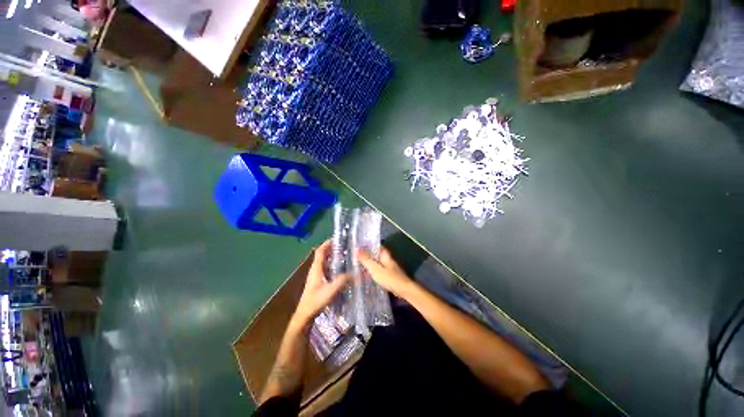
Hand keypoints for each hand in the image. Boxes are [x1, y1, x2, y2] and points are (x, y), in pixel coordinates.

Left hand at [292, 240, 349, 327]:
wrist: (305, 315)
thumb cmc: (315, 301)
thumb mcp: (331, 290)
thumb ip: (342, 280)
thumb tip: (355, 273)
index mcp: (316, 268)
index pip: (320, 251)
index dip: (327, 243)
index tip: (337, 239)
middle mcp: (315, 269)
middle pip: (323, 255)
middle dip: (332, 249)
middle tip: (344, 247)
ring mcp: (316, 275)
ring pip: (324, 262)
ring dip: (332, 257)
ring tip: (344, 255)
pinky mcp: (318, 281)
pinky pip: (326, 268)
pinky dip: (333, 265)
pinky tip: (341, 269)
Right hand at [356, 247, 414, 298]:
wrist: (404, 290)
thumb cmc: (390, 278)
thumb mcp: (375, 269)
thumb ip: (366, 259)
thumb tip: (356, 249)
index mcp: (385, 255)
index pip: (376, 246)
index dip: (368, 245)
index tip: (358, 247)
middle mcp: (388, 259)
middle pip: (376, 254)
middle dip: (367, 255)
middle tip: (356, 257)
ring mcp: (389, 267)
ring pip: (377, 262)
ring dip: (370, 263)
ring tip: (359, 266)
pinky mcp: (390, 275)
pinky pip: (379, 270)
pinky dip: (373, 270)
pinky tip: (367, 275)